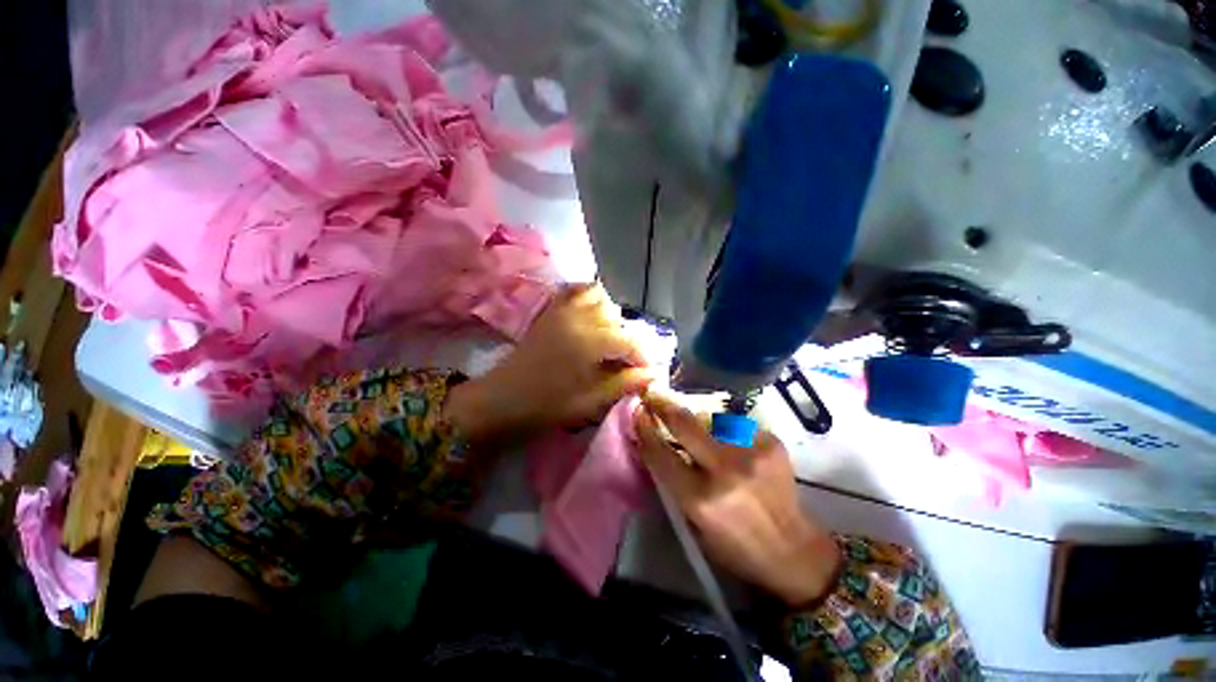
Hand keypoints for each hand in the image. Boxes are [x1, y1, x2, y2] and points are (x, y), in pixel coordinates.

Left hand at [445, 283, 652, 444]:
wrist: (500, 400)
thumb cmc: (545, 406)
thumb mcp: (589, 402)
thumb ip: (622, 384)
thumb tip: (651, 374)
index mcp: (589, 343)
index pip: (628, 341)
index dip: (642, 356)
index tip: (645, 371)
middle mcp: (578, 319)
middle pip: (616, 318)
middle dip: (627, 339)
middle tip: (625, 361)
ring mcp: (561, 311)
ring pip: (599, 298)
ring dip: (610, 316)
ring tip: (609, 338)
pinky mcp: (550, 312)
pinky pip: (573, 291)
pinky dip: (588, 296)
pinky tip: (591, 314)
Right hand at [635, 395, 841, 606]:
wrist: (794, 551)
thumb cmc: (735, 546)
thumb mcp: (693, 522)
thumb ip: (674, 481)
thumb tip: (657, 443)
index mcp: (699, 498)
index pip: (660, 452)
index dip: (644, 428)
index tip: (637, 411)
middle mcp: (724, 470)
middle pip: (684, 422)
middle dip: (664, 405)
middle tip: (654, 395)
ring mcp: (751, 452)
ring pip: (710, 419)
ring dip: (700, 422)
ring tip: (704, 433)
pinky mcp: (770, 442)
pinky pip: (735, 426)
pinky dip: (727, 433)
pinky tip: (735, 449)